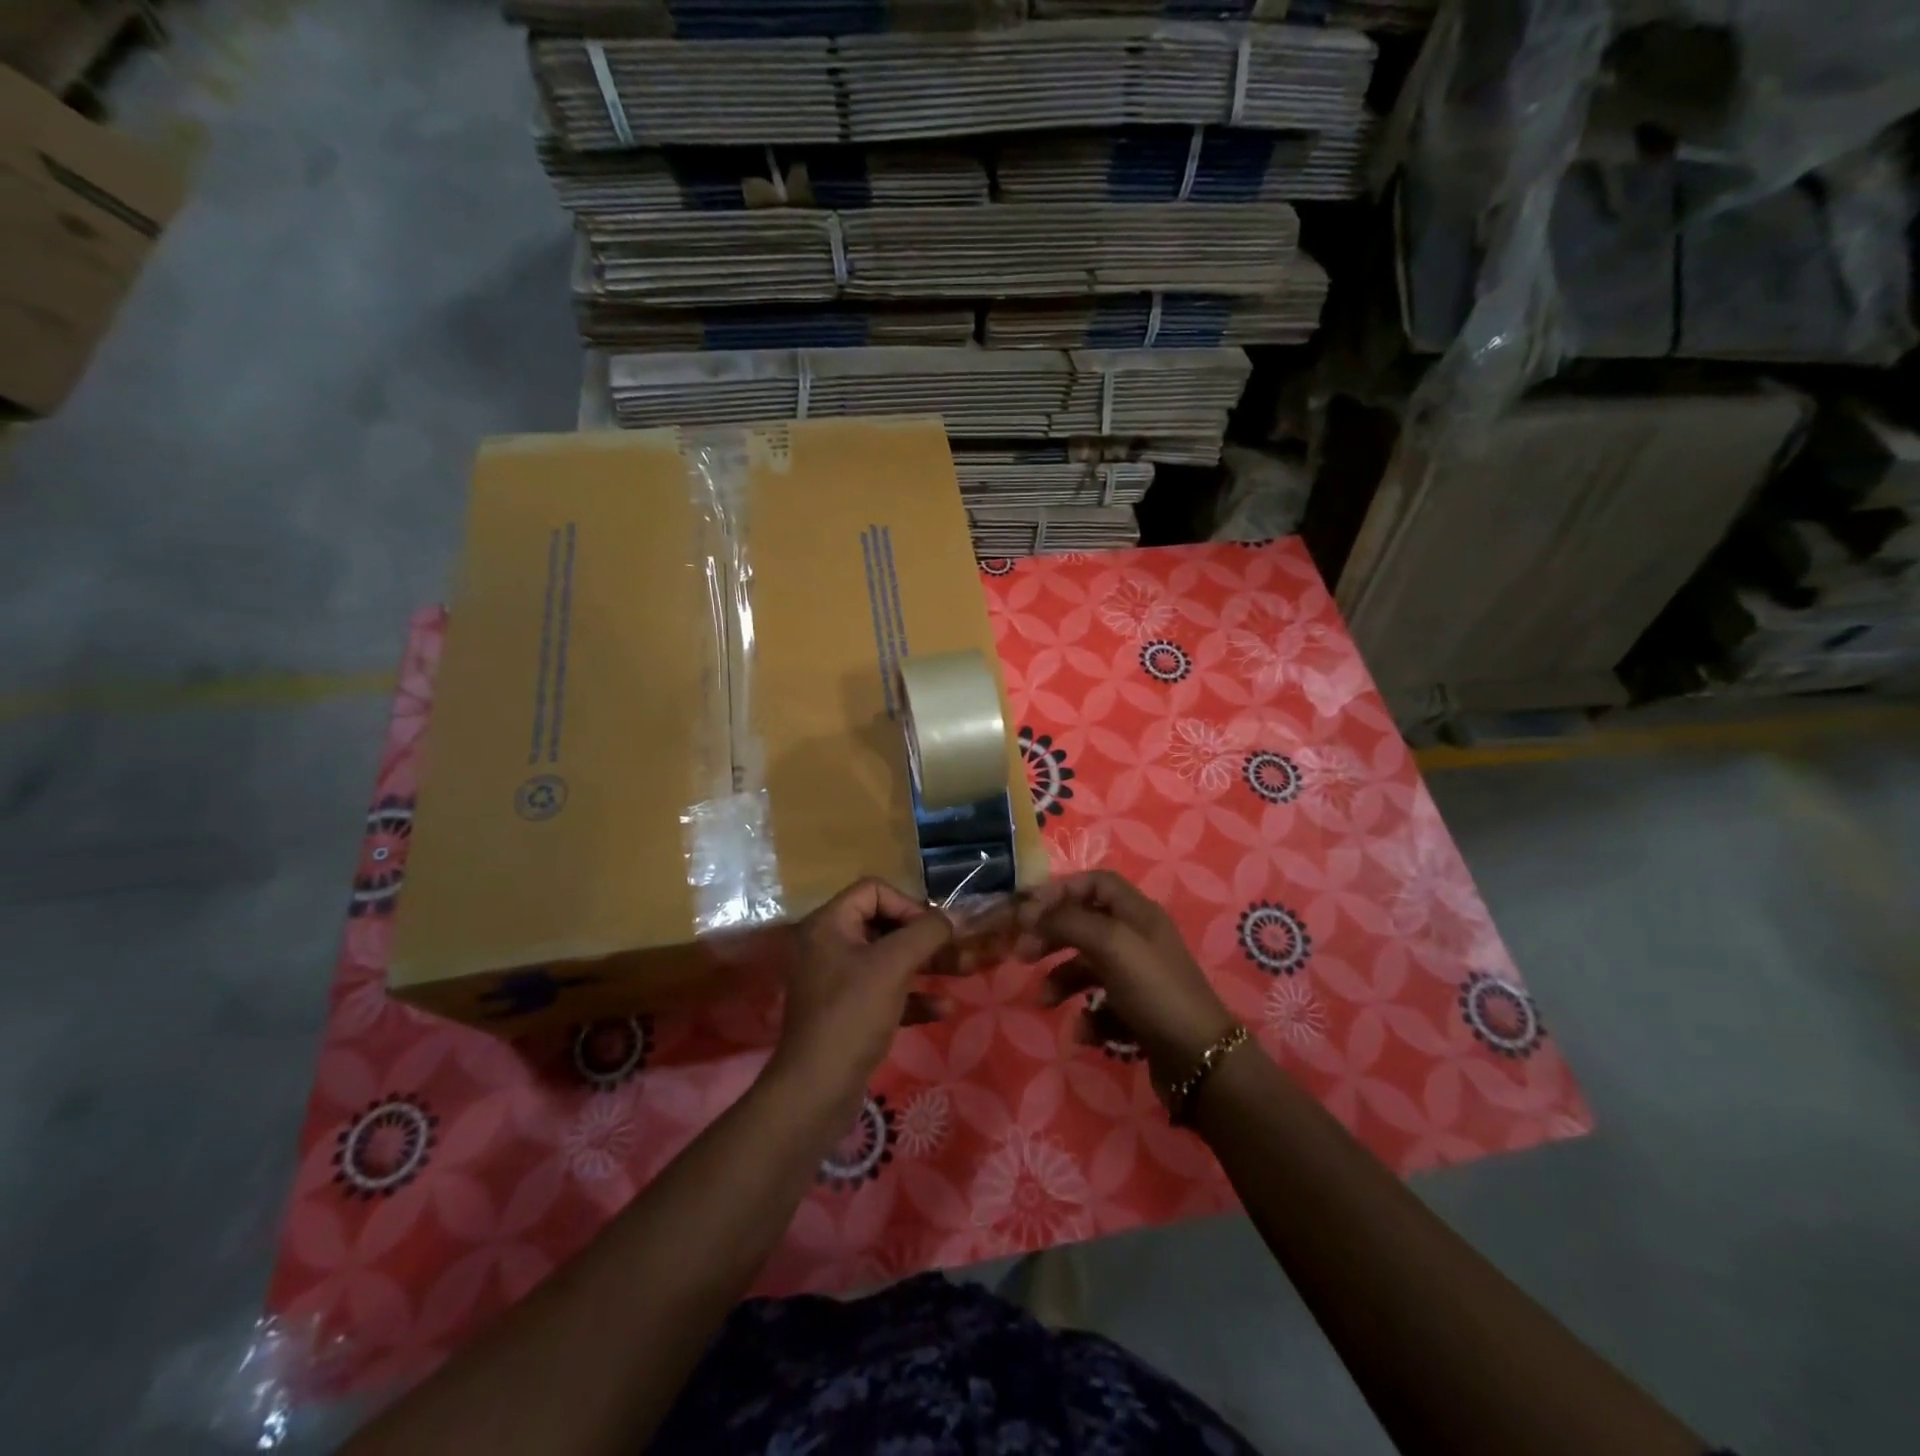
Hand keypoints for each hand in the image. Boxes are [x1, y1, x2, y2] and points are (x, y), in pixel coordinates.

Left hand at [771, 878, 955, 1115]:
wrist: (816, 1090)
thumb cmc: (853, 1014)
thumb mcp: (893, 965)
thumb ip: (927, 933)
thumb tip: (953, 917)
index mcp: (828, 925)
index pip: (874, 891)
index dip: (908, 904)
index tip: (933, 930)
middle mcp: (829, 946)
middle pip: (884, 925)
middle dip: (925, 938)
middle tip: (959, 951)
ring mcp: (837, 981)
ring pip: (889, 960)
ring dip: (926, 965)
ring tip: (963, 972)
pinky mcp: (848, 1013)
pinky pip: (885, 992)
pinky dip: (913, 996)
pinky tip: (944, 1009)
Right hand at [1016, 871, 1236, 1093]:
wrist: (1200, 1060)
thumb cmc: (1154, 990)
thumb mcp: (1109, 944)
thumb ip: (1066, 921)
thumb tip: (1028, 912)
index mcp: (1137, 913)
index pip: (1095, 883)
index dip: (1061, 890)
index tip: (1029, 911)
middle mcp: (1138, 939)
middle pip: (1086, 923)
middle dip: (1052, 937)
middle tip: (1022, 953)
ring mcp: (1139, 977)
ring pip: (1088, 968)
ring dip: (1061, 981)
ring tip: (1045, 1001)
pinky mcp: (1138, 1012)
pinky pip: (1102, 1006)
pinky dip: (1088, 1017)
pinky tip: (1085, 1033)